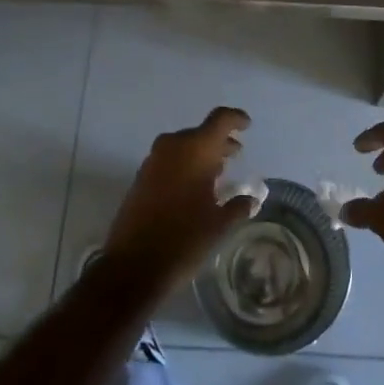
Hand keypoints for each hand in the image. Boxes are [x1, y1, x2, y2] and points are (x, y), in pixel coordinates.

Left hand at [101, 107, 255, 292]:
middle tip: (235, 154)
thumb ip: (238, 206)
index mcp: (195, 150)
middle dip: (219, 142)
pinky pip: (169, 160)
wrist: (133, 266)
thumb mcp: (219, 225)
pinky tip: (194, 187)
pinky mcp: (141, 177)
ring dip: (201, 154)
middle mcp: (173, 147)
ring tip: (218, 172)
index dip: (236, 119)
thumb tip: (251, 199)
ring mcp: (153, 161)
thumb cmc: (183, 240)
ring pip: (183, 146)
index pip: (220, 119)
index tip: (247, 126)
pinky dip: (184, 165)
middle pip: (201, 133)